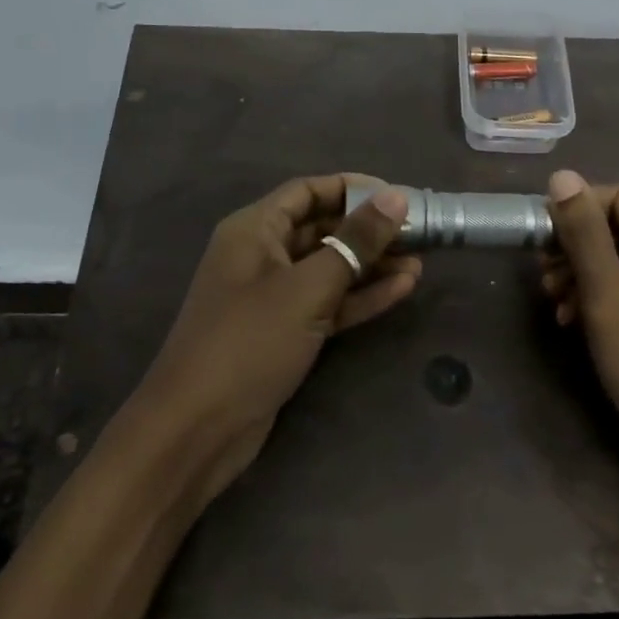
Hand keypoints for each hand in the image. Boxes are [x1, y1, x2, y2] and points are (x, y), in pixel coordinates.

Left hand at [130, 174, 418, 503]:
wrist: (198, 430)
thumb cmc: (250, 342)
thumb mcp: (308, 287)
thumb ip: (355, 242)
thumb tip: (396, 197)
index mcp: (254, 230)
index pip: (307, 191)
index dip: (352, 188)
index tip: (397, 197)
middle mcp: (262, 255)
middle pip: (322, 228)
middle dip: (368, 229)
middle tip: (418, 232)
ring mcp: (274, 296)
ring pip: (330, 267)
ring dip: (371, 264)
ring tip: (419, 262)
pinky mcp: (286, 332)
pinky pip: (329, 302)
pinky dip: (361, 296)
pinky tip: (401, 289)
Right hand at [540, 171, 618, 483]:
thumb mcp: (607, 294)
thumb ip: (584, 233)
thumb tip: (561, 176)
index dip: (576, 208)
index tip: (539, 235)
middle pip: (617, 225)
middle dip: (574, 243)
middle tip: (541, 271)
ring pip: (616, 256)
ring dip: (578, 270)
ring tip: (552, 299)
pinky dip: (594, 294)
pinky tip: (569, 318)